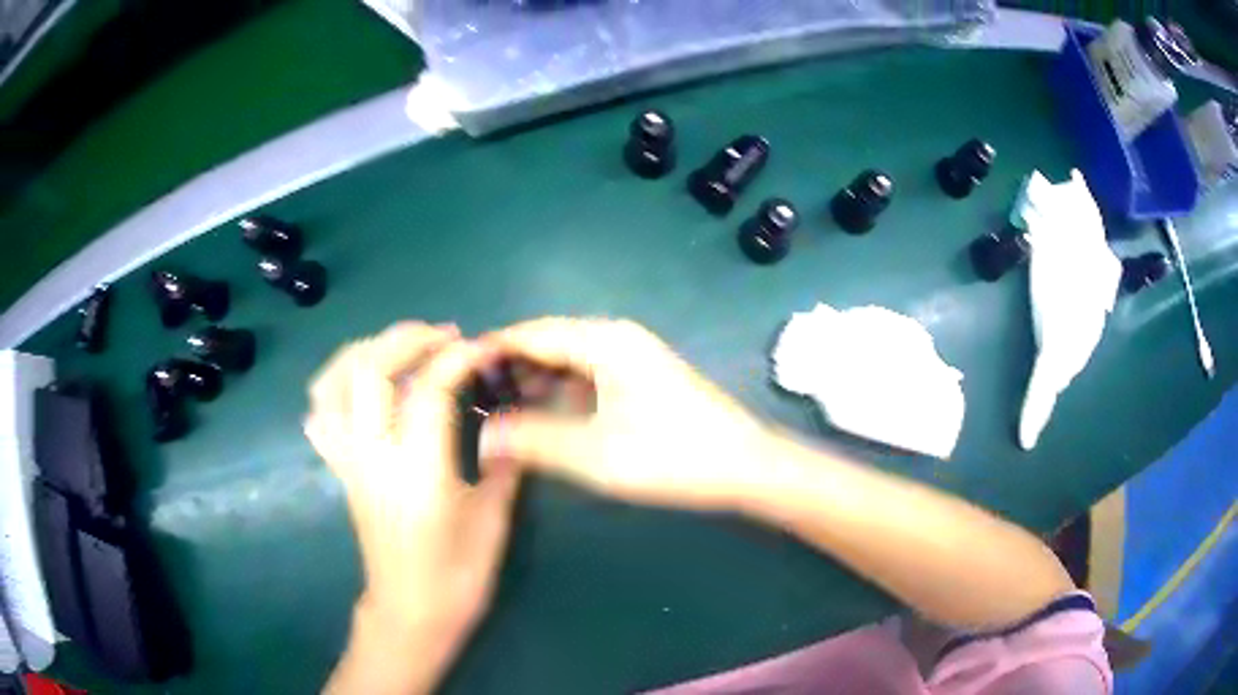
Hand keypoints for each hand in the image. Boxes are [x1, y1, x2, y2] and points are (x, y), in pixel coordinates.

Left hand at [305, 323, 518, 693]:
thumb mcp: (492, 520)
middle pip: (370, 369)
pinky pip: (321, 414)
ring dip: (365, 351)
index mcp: (417, 469)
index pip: (431, 388)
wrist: (411, 613)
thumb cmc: (457, 575)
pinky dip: (336, 385)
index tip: (485, 347)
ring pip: (333, 383)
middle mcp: (373, 455)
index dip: (459, 357)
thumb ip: (503, 463)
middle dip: (408, 338)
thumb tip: (511, 422)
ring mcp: (349, 460)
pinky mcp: (341, 470)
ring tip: (399, 347)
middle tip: (444, 335)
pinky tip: (363, 385)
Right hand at [478, 318, 771, 510]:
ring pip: (566, 363)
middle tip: (470, 398)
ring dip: (533, 384)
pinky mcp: (639, 381)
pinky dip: (559, 395)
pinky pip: (586, 379)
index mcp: (604, 340)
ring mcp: (630, 359)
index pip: (532, 333)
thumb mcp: (595, 453)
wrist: (745, 467)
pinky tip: (540, 419)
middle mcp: (615, 339)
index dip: (491, 350)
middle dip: (509, 370)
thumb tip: (480, 436)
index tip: (454, 372)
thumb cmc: (672, 455)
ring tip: (496, 411)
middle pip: (548, 344)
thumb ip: (533, 440)